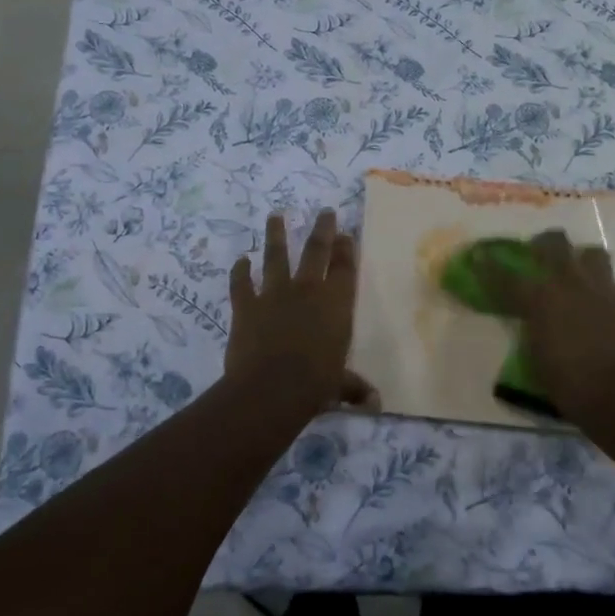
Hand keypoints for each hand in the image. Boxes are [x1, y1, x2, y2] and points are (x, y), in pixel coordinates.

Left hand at [226, 211, 377, 414]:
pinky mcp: (246, 305)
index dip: (346, 249)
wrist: (271, 388)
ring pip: (276, 256)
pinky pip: (241, 283)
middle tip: (325, 211)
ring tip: (275, 215)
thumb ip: (354, 388)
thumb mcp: (339, 386)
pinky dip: (239, 271)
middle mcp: (307, 290)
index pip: (345, 268)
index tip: (345, 233)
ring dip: (276, 235)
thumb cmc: (315, 385)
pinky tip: (240, 261)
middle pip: (316, 251)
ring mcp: (274, 294)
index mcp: (336, 304)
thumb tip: (375, 404)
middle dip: (322, 229)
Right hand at [470, 230, 614, 422]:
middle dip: (542, 243)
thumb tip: (531, 320)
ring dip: (580, 258)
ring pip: (591, 253)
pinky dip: (601, 287)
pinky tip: (598, 301)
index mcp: (540, 299)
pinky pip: (611, 282)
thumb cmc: (569, 384)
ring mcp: (601, 289)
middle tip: (537, 252)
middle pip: (554, 244)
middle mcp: (570, 284)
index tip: (480, 256)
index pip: (506, 276)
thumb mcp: (535, 357)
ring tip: (575, 271)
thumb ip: (532, 329)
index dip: (489, 266)